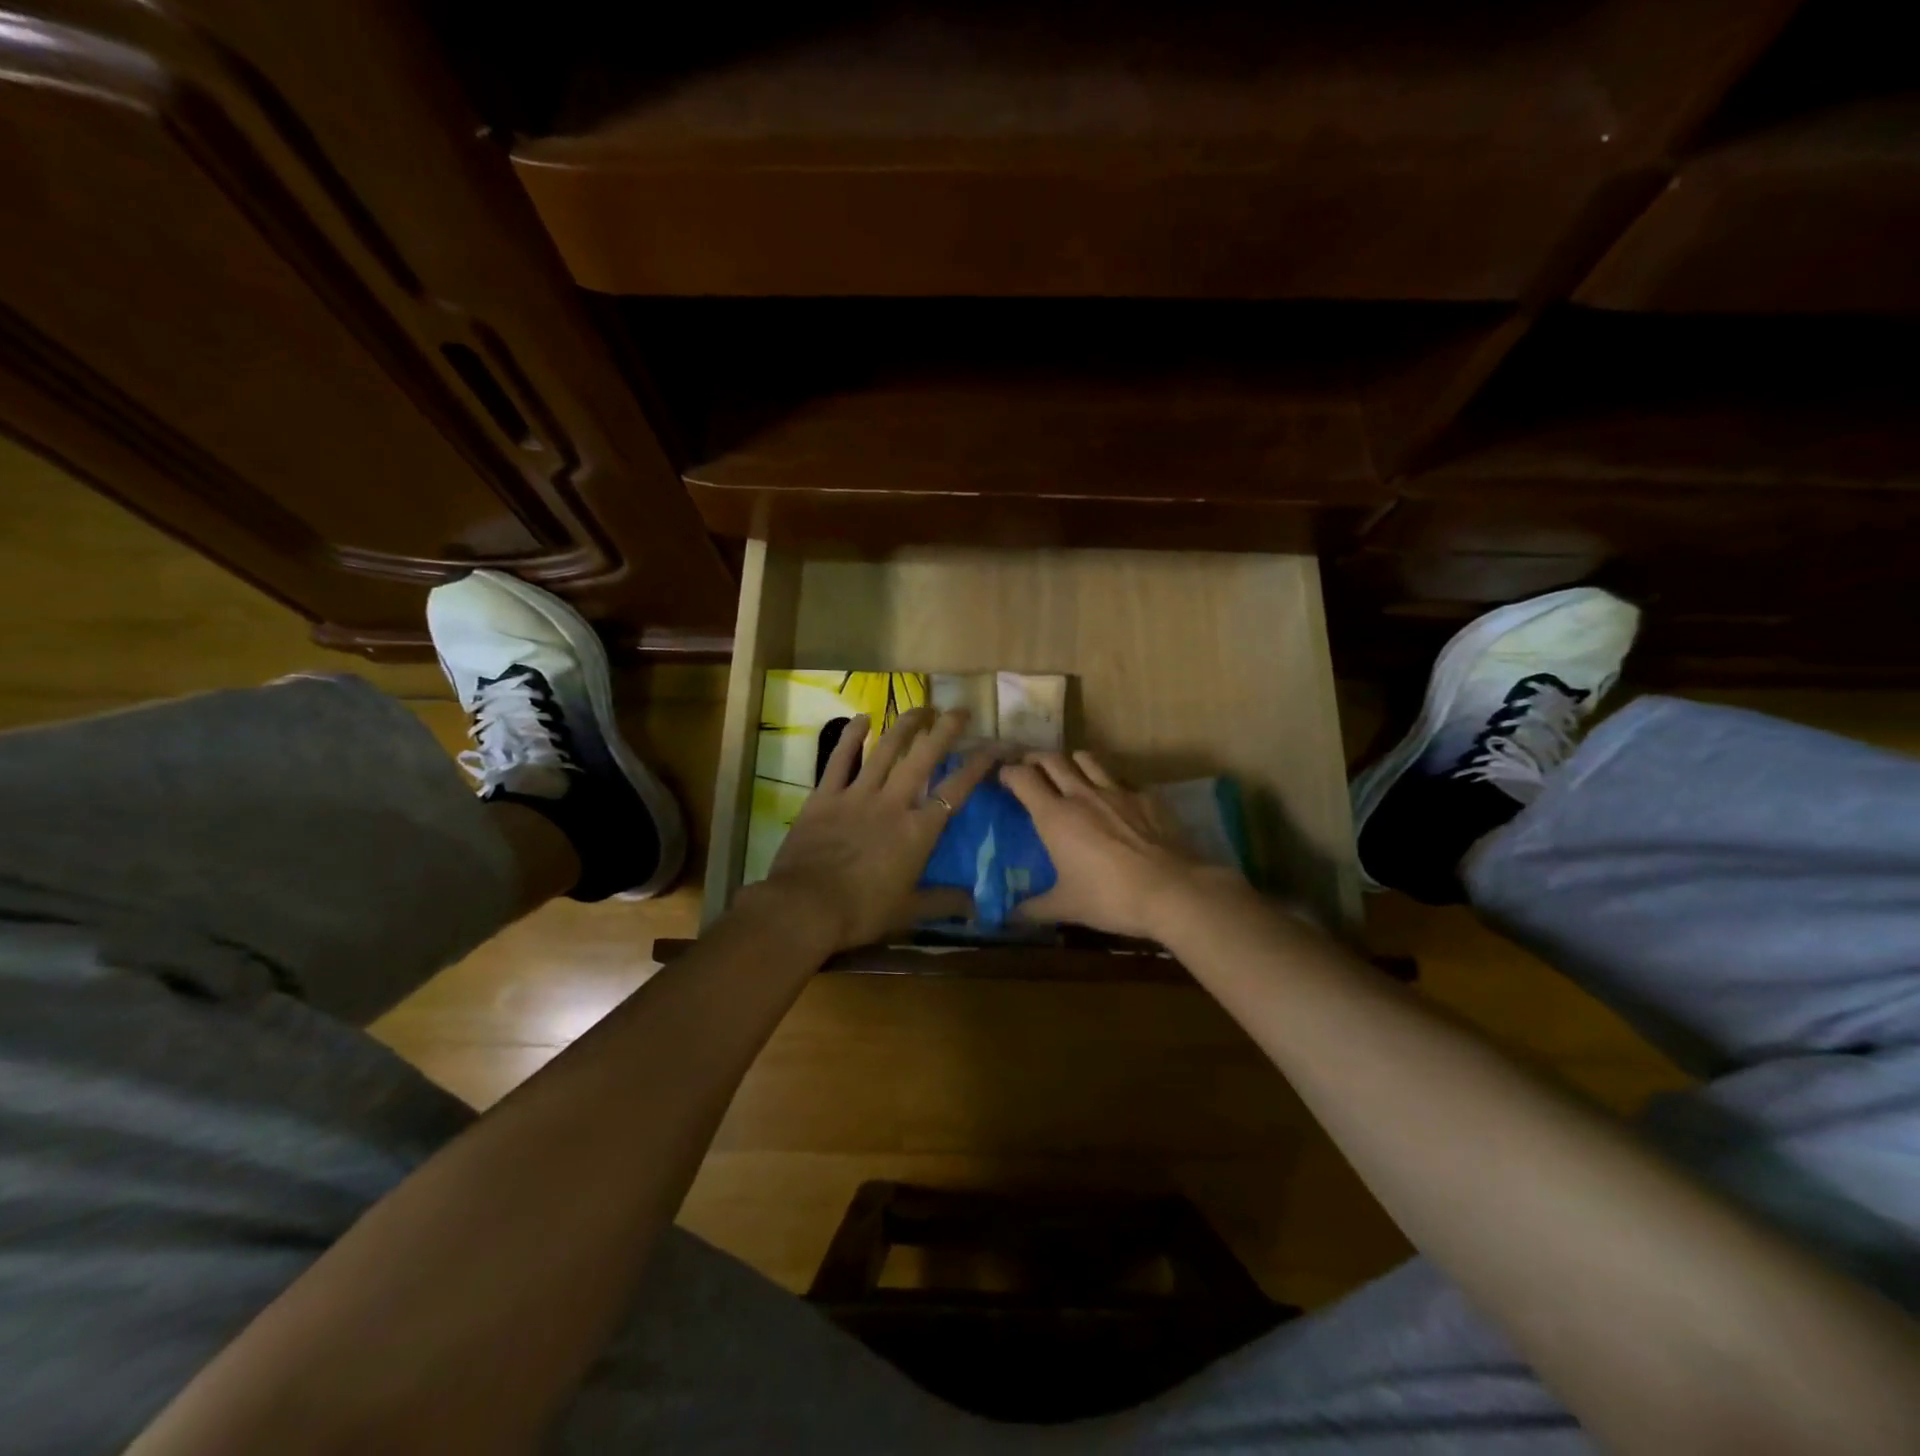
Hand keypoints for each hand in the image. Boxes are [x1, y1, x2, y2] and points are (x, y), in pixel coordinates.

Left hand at [757, 707, 1000, 953]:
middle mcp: (893, 803)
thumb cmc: (861, 912)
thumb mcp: (908, 911)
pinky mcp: (825, 796)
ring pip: (886, 750)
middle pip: (923, 757)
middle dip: (944, 730)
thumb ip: (943, 903)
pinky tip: (861, 718)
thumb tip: (977, 906)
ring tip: (920, 707)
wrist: (804, 907)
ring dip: (905, 725)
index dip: (978, 765)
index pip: (956, 790)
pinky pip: (840, 759)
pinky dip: (851, 737)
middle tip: (959, 710)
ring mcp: (857, 795)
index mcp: (917, 831)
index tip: (994, 745)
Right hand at [1000, 751, 1239, 939]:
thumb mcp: (1066, 907)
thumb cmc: (1111, 898)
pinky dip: (1108, 781)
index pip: (1023, 778)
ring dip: (1070, 761)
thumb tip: (1007, 917)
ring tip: (1067, 773)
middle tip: (1029, 769)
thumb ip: (1033, 908)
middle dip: (1035, 759)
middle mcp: (1082, 794)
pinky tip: (1111, 798)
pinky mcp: (1145, 796)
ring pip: (1086, 758)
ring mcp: (1116, 791)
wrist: (1173, 891)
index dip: (1008, 773)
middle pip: (1051, 758)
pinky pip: (1120, 778)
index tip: (1003, 779)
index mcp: (1055, 816)